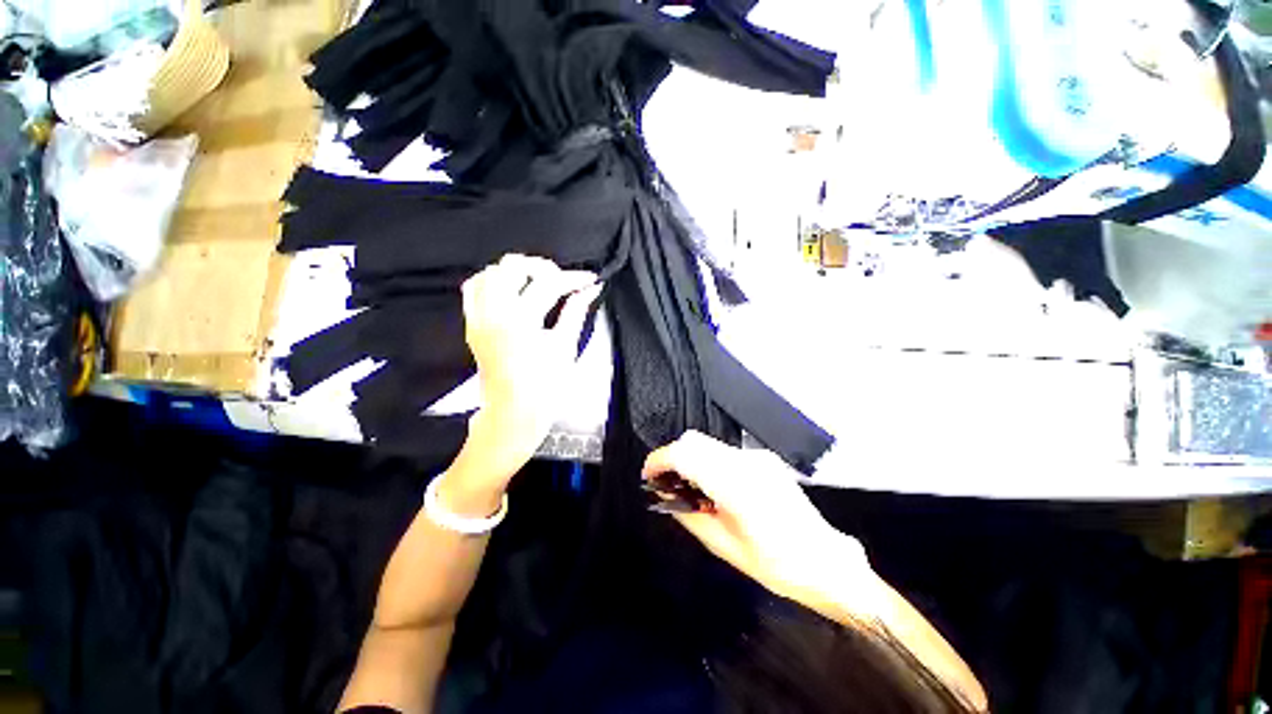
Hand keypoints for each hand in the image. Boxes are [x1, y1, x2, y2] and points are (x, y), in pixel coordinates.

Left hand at [451, 254, 600, 495]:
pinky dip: (492, 281)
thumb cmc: (545, 386)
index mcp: (520, 321)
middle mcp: (493, 313)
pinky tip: (511, 291)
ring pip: (490, 272)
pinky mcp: (472, 324)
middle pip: (513, 266)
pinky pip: (473, 288)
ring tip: (537, 284)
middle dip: (543, 268)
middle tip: (562, 281)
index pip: (549, 283)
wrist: (513, 412)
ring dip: (516, 272)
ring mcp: (478, 317)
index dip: (574, 278)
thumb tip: (591, 289)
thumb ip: (576, 312)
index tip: (590, 279)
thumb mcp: (565, 347)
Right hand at [643, 431, 869, 601]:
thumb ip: (689, 514)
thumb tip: (665, 495)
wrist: (824, 559)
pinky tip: (713, 486)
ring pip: (708, 443)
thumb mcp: (723, 546)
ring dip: (690, 458)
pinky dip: (708, 461)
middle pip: (693, 440)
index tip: (648, 475)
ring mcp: (756, 456)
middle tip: (666, 482)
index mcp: (734, 484)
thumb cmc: (774, 563)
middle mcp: (744, 461)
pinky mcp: (763, 458)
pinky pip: (724, 451)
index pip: (685, 454)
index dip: (659, 460)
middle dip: (672, 456)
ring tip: (689, 487)